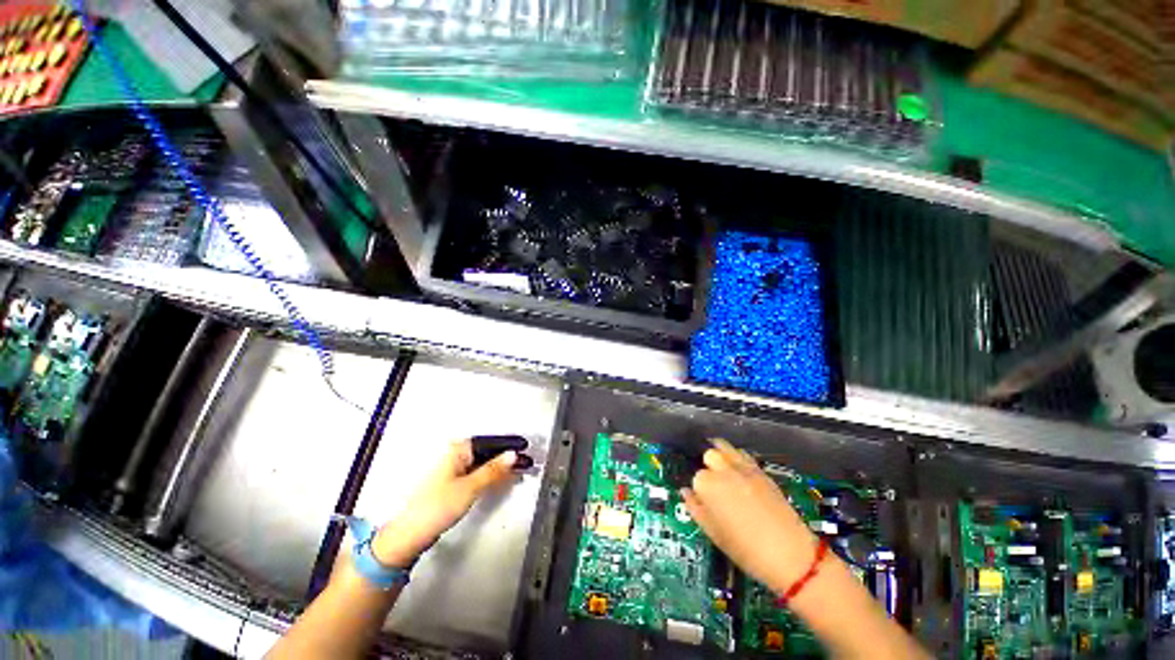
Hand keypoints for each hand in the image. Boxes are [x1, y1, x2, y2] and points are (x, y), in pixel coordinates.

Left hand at [372, 440, 518, 567]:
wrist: (408, 535)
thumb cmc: (436, 507)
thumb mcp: (469, 488)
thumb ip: (493, 470)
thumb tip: (513, 455)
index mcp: (457, 450)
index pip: (490, 442)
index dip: (509, 445)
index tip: (526, 448)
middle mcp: (454, 455)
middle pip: (486, 452)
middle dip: (506, 457)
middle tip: (526, 462)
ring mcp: (452, 469)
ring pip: (482, 463)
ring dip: (499, 467)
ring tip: (517, 470)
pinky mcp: (451, 483)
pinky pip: (477, 473)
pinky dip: (490, 476)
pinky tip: (499, 479)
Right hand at [682, 440, 819, 594]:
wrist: (790, 555)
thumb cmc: (746, 550)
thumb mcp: (713, 534)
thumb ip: (696, 508)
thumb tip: (686, 492)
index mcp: (707, 486)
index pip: (696, 477)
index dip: (700, 489)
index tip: (706, 500)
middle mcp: (723, 470)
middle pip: (709, 455)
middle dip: (709, 467)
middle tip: (715, 485)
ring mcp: (743, 468)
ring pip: (724, 447)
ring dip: (721, 455)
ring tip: (723, 469)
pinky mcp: (760, 470)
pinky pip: (742, 454)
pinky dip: (737, 457)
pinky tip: (739, 471)